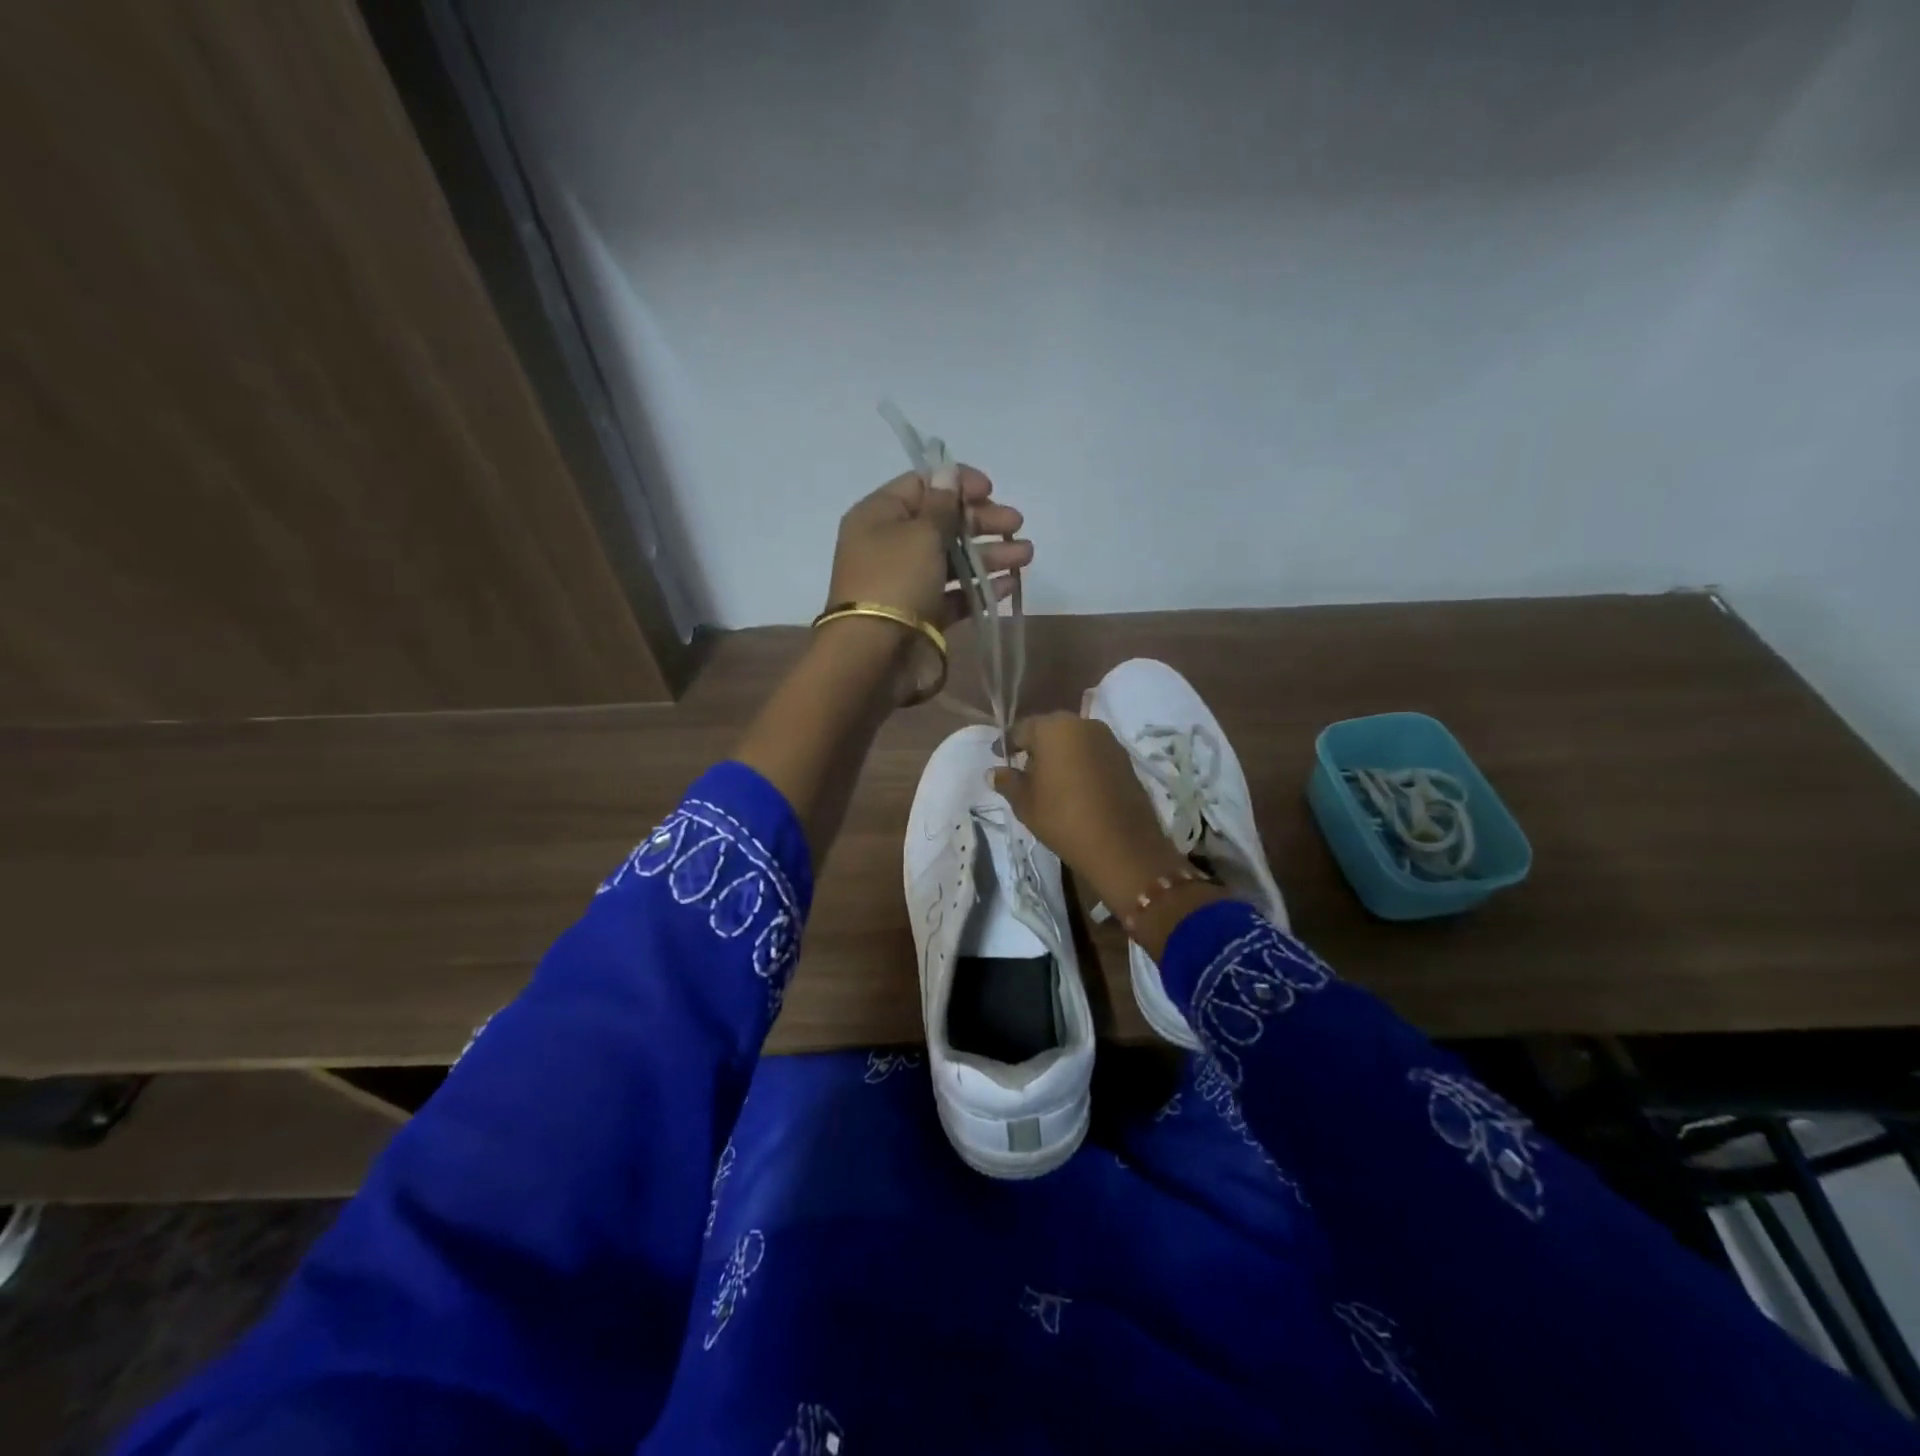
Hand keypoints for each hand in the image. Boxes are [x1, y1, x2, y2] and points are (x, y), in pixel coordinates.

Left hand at [825, 467, 1030, 629]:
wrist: (875, 656)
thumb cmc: (895, 581)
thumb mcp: (920, 533)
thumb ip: (941, 504)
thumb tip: (947, 472)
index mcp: (878, 516)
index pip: (920, 485)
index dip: (956, 483)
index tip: (990, 489)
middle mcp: (891, 546)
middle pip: (942, 523)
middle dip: (981, 521)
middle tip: (1016, 523)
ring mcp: (908, 583)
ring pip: (953, 560)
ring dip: (990, 554)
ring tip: (1026, 554)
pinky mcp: (924, 615)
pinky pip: (956, 594)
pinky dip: (982, 587)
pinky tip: (1010, 583)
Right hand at [989, 713, 1191, 914]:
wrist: (1121, 845)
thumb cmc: (1063, 818)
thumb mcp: (1025, 803)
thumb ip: (1008, 782)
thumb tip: (994, 772)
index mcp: (1053, 728)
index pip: (1022, 729)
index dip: (1008, 743)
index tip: (999, 756)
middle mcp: (1082, 724)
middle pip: (1050, 730)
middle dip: (1036, 745)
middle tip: (1024, 768)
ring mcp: (1108, 739)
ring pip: (1074, 740)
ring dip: (1060, 754)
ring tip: (1050, 779)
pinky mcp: (1125, 758)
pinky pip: (1093, 753)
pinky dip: (1081, 763)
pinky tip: (1075, 786)